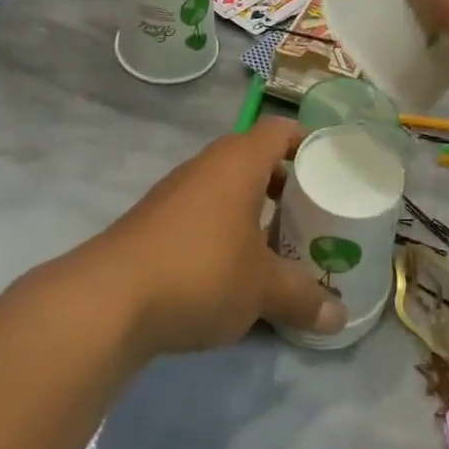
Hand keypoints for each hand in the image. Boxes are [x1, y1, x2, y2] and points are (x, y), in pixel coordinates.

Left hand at [88, 118, 345, 355]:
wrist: (109, 299)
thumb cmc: (201, 272)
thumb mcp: (262, 288)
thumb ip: (303, 297)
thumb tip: (339, 318)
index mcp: (238, 162)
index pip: (279, 130)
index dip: (307, 141)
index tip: (331, 165)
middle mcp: (206, 166)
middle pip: (254, 159)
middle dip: (285, 184)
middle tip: (313, 214)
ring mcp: (176, 193)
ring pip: (227, 189)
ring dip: (254, 211)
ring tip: (280, 246)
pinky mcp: (155, 223)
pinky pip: (204, 214)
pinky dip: (225, 230)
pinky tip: (235, 270)